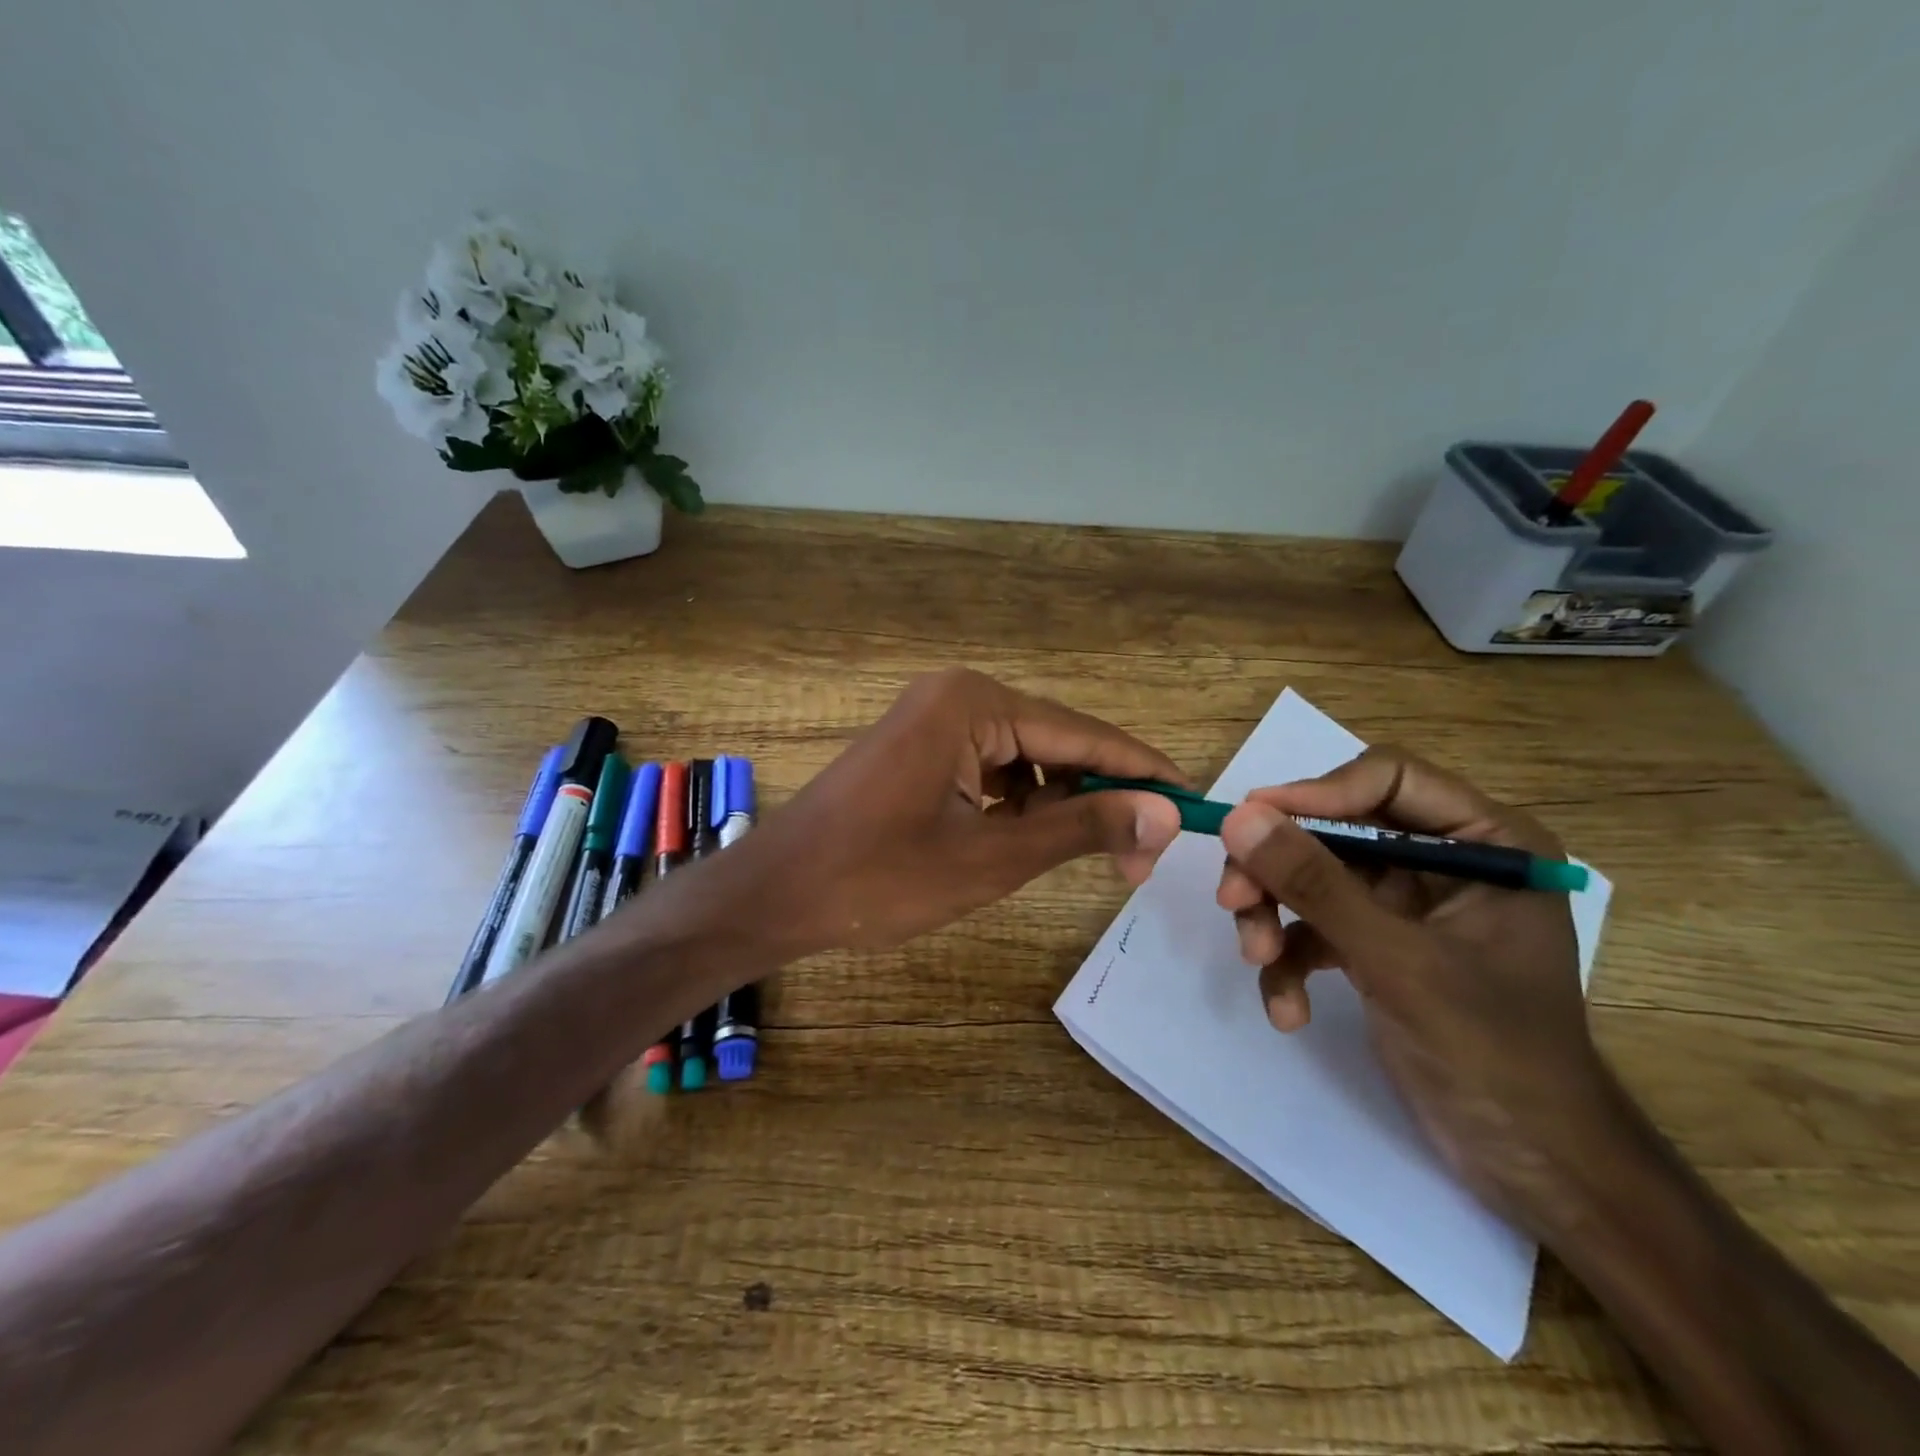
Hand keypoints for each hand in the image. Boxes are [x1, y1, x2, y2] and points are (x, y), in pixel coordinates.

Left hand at [738, 669, 1182, 956]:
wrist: (775, 895)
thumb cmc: (877, 878)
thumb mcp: (991, 857)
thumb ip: (1081, 827)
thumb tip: (1164, 812)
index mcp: (973, 703)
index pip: (1083, 733)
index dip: (1142, 770)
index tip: (1193, 805)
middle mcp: (957, 696)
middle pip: (1056, 742)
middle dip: (1100, 796)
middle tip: (1138, 861)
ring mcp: (934, 720)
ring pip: (1026, 759)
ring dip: (1062, 804)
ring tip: (1094, 858)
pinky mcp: (920, 749)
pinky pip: (991, 769)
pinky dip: (1020, 804)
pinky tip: (1031, 841)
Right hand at [1215, 748, 1615, 1224]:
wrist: (1531, 1164)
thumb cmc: (1492, 1052)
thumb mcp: (1396, 960)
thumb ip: (1315, 884)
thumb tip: (1238, 817)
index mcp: (1484, 841)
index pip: (1386, 777)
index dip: (1316, 794)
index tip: (1250, 823)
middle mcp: (1442, 860)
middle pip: (1333, 831)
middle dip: (1279, 871)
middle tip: (1233, 902)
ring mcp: (1406, 904)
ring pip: (1313, 878)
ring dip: (1275, 919)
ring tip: (1257, 962)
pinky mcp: (1377, 944)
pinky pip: (1315, 929)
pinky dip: (1292, 962)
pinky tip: (1287, 1009)